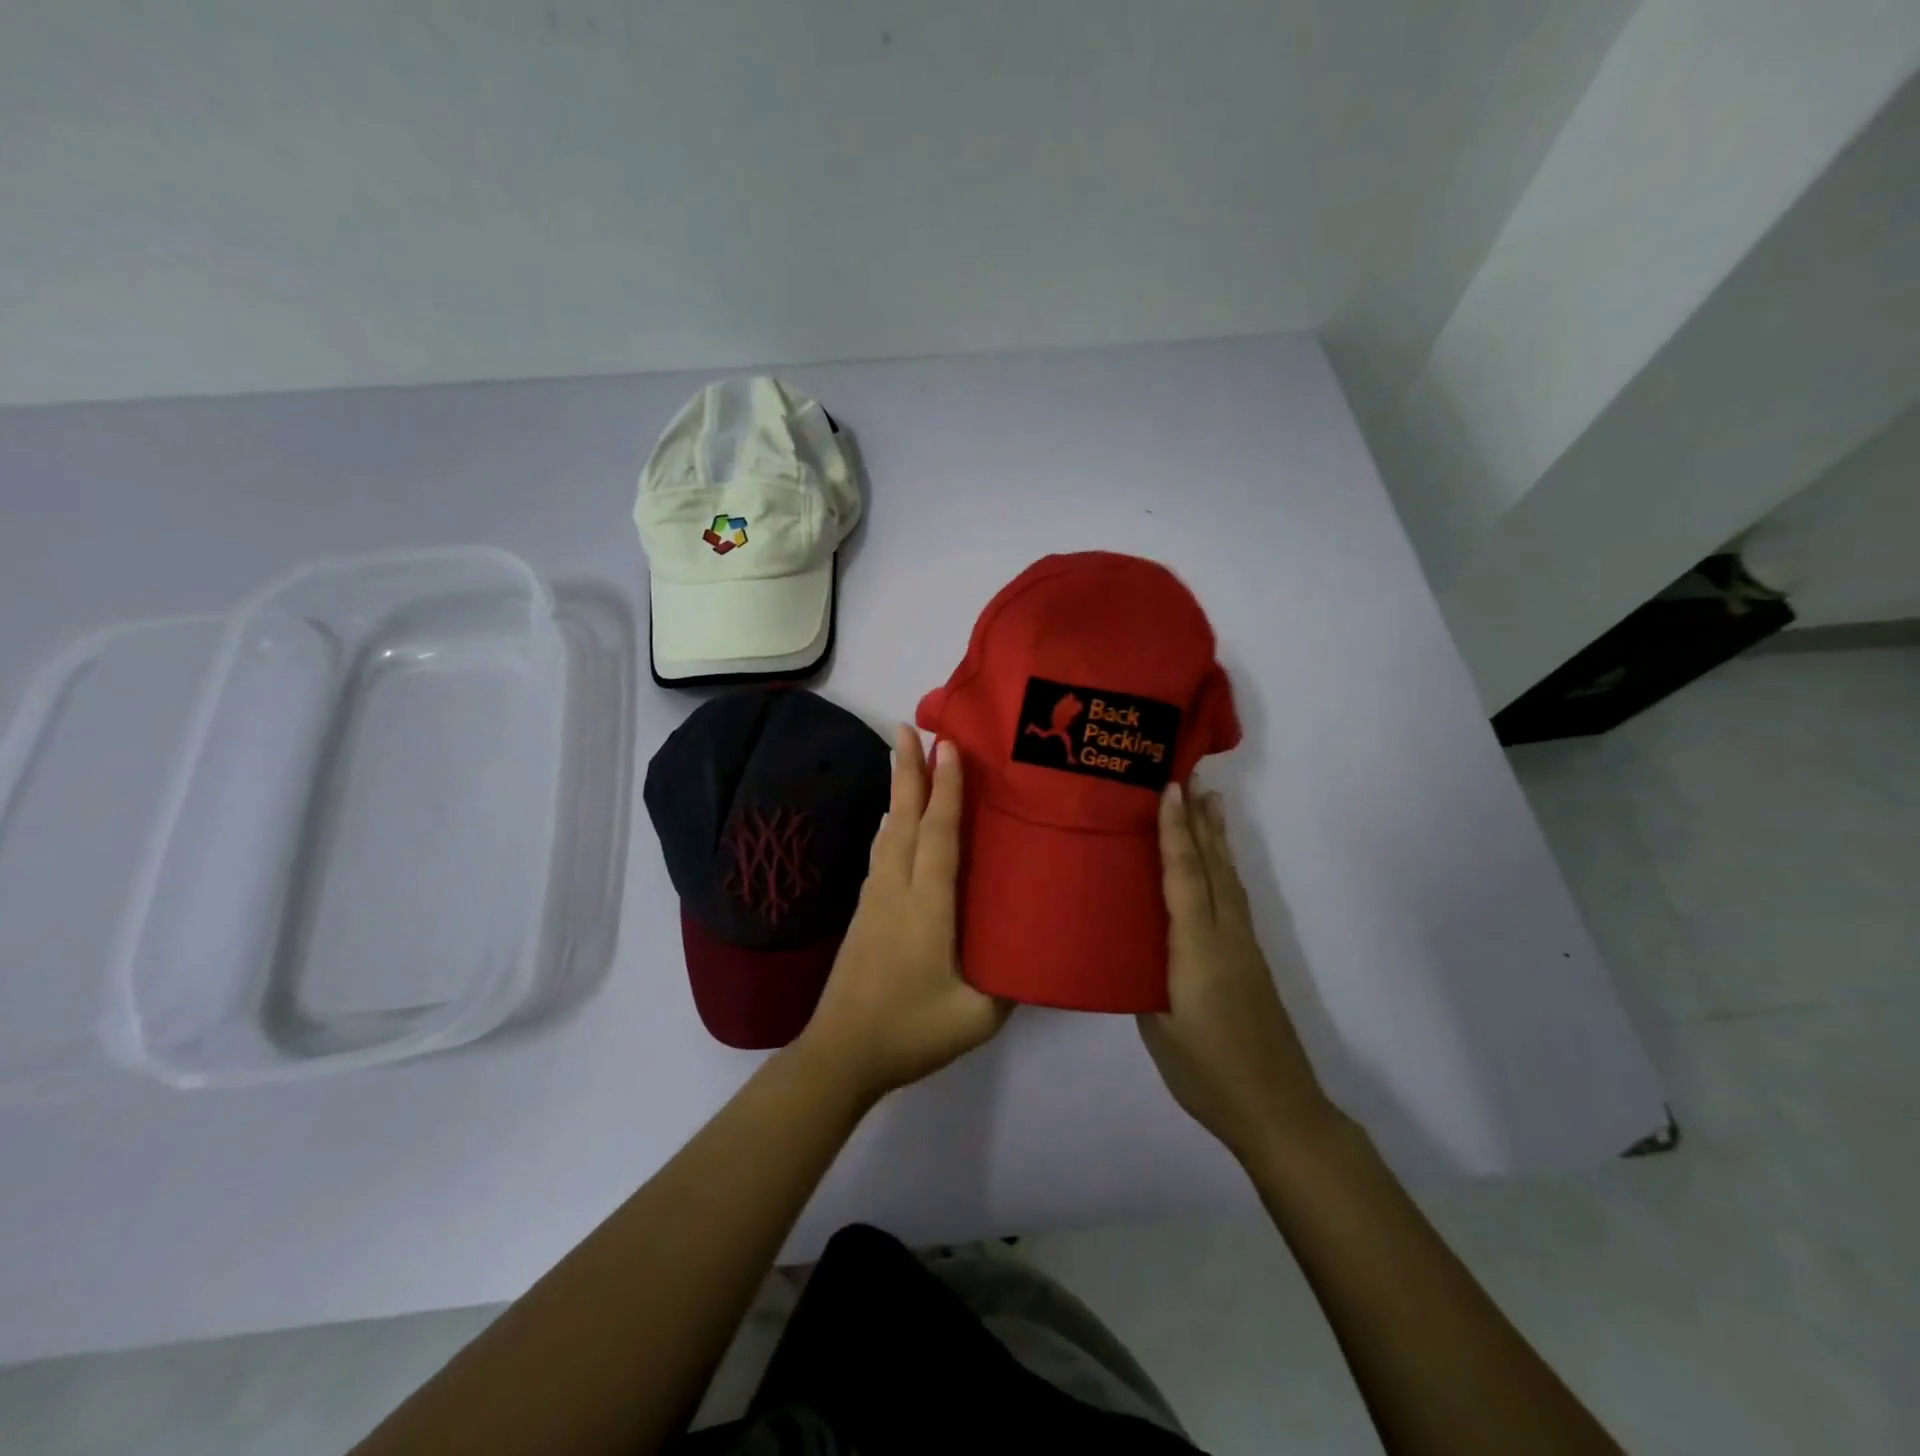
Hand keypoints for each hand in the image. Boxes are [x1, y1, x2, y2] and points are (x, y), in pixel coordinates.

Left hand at [797, 726, 1010, 1102]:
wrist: (840, 1054)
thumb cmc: (911, 1030)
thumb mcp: (977, 1017)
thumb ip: (1011, 984)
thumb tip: (1036, 954)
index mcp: (927, 905)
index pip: (939, 833)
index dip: (946, 788)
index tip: (948, 746)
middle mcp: (897, 889)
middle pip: (904, 817)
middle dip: (908, 770)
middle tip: (908, 727)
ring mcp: (875, 900)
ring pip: (888, 833)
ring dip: (898, 793)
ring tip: (904, 761)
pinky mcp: (864, 914)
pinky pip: (881, 855)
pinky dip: (891, 827)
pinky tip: (893, 824)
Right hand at [1139, 782, 1331, 1160]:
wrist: (1279, 1111)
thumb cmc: (1208, 1073)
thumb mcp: (1159, 1029)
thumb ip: (1145, 982)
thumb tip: (1135, 952)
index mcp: (1197, 949)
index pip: (1185, 876)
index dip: (1174, 832)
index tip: (1169, 790)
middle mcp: (1225, 936)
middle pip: (1214, 866)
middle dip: (1200, 820)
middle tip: (1192, 777)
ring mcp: (1244, 947)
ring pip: (1229, 878)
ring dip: (1217, 838)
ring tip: (1211, 804)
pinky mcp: (1252, 960)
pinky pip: (1234, 898)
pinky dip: (1224, 867)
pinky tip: (1219, 866)